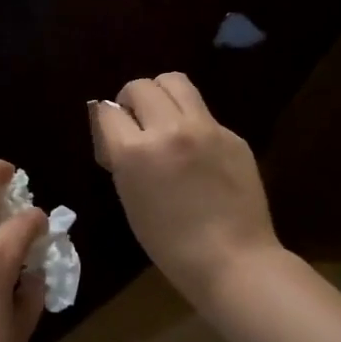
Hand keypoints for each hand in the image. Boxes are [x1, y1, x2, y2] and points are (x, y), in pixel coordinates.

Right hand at [91, 73, 282, 304]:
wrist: (233, 261)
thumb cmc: (170, 243)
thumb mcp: (129, 198)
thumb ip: (121, 157)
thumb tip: (115, 130)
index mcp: (135, 152)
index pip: (107, 111)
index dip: (107, 121)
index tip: (112, 133)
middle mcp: (169, 129)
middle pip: (140, 86)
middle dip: (131, 100)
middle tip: (137, 122)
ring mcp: (205, 128)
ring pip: (175, 81)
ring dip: (161, 94)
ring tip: (164, 117)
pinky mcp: (232, 134)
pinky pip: (203, 112)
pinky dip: (191, 121)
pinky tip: (197, 149)